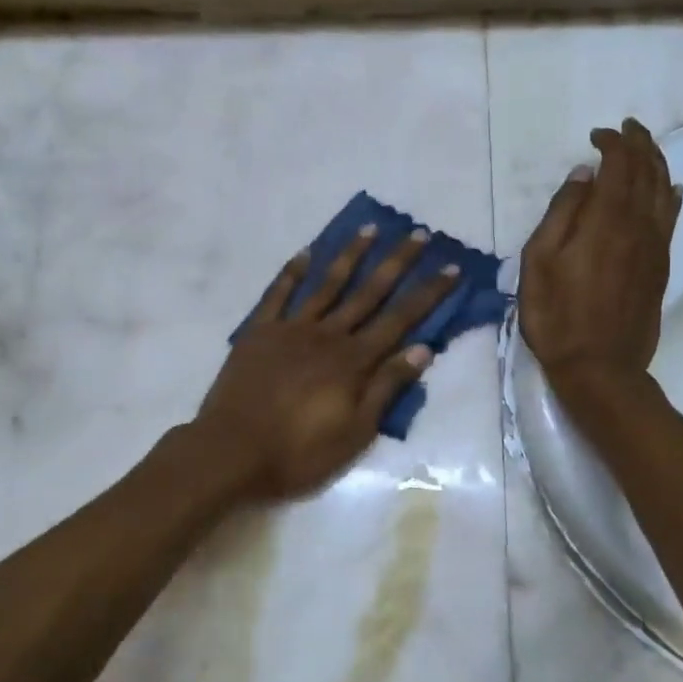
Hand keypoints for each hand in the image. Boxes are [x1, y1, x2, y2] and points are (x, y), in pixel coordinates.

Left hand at [193, 226, 458, 500]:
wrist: (231, 453)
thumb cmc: (298, 452)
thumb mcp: (355, 431)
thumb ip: (386, 387)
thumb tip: (423, 349)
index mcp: (354, 361)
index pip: (401, 319)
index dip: (428, 293)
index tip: (450, 267)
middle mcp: (327, 334)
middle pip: (369, 291)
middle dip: (397, 262)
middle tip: (419, 233)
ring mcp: (291, 329)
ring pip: (327, 284)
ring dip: (350, 255)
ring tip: (370, 228)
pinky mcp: (259, 332)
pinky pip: (278, 294)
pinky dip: (293, 272)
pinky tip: (306, 253)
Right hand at [519, 118, 680, 396]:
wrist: (599, 367)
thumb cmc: (557, 316)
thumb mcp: (539, 262)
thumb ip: (561, 213)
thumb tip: (583, 174)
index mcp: (606, 219)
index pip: (618, 165)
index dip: (611, 143)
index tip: (596, 135)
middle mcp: (638, 224)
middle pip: (647, 171)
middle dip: (639, 144)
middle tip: (627, 128)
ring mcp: (655, 246)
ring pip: (664, 191)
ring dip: (657, 163)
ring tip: (646, 148)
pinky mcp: (661, 266)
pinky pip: (671, 218)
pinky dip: (671, 196)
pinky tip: (671, 188)